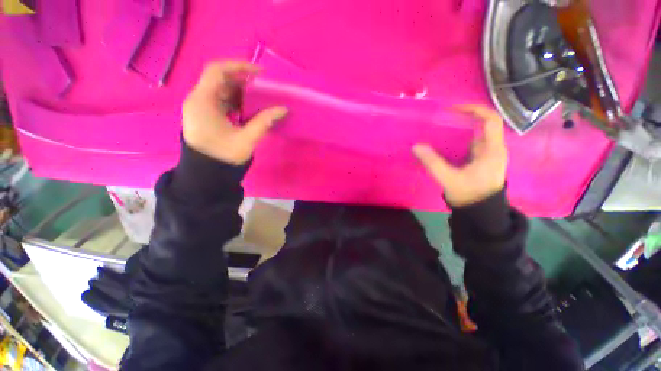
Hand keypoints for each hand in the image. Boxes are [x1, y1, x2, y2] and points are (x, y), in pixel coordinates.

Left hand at [182, 61, 287, 164]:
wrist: (207, 174)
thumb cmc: (224, 157)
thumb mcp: (246, 139)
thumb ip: (264, 122)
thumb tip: (283, 109)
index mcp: (203, 101)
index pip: (217, 71)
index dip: (239, 66)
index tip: (260, 73)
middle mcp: (198, 100)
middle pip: (220, 80)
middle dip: (243, 81)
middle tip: (263, 88)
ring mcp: (201, 108)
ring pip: (221, 90)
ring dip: (240, 92)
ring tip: (259, 99)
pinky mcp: (205, 115)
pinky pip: (221, 101)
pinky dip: (235, 102)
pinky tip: (248, 109)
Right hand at [413, 105, 507, 206]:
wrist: (479, 213)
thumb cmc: (469, 195)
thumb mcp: (449, 179)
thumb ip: (433, 163)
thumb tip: (416, 147)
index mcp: (492, 150)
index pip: (490, 120)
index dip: (474, 110)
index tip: (453, 110)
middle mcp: (493, 149)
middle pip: (481, 126)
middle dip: (461, 120)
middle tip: (440, 121)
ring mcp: (487, 155)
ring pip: (474, 136)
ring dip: (458, 132)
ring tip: (439, 131)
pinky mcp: (480, 161)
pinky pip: (469, 146)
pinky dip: (457, 142)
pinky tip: (443, 146)